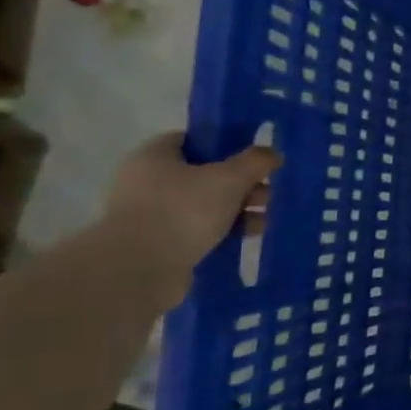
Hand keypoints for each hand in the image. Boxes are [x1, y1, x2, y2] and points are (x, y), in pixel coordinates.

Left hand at [101, 132, 281, 308]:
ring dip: (236, 210)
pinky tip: (244, 238)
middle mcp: (146, 181)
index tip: (253, 159)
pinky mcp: (155, 244)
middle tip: (265, 196)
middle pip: (203, 174)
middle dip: (240, 184)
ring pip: (202, 204)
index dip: (225, 146)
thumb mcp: (230, 178)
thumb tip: (271, 153)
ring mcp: (148, 214)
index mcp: (154, 156)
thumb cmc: (183, 211)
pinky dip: (220, 232)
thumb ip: (255, 161)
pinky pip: (195, 230)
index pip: (193, 140)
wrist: (139, 269)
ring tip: (261, 223)